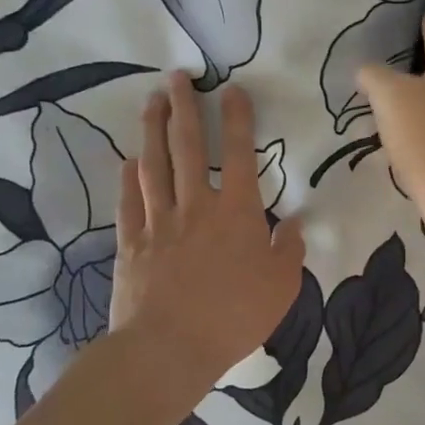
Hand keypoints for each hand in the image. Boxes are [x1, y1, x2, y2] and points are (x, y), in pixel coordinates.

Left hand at [108, 73, 305, 394]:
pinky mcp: (132, 242)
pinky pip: (129, 200)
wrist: (168, 348)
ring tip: (152, 100)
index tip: (231, 89)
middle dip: (184, 107)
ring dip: (153, 129)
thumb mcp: (282, 287)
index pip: (239, 153)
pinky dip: (128, 177)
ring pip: (154, 164)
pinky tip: (128, 159)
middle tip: (178, 76)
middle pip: (187, 146)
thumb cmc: (234, 317)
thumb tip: (296, 223)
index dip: (236, 118)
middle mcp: (196, 205)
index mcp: (237, 212)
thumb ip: (290, 250)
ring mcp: (159, 221)